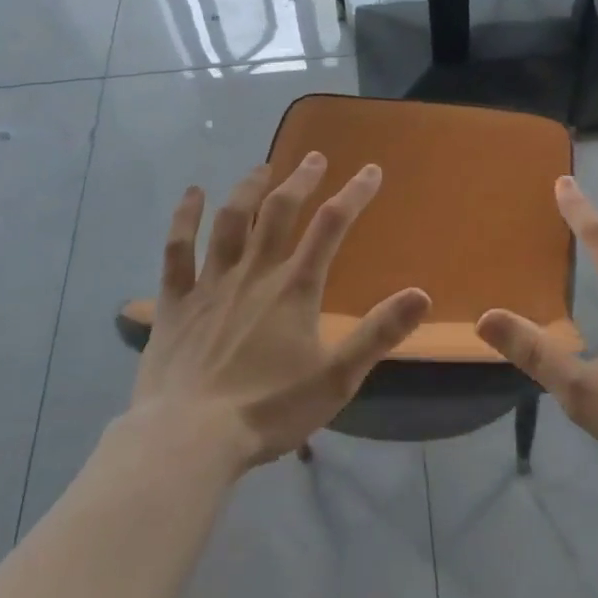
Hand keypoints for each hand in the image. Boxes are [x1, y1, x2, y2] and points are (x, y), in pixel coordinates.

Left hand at [127, 154, 430, 471]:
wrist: (188, 440)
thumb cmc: (268, 410)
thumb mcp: (337, 378)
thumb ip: (378, 334)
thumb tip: (422, 294)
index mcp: (295, 289)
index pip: (331, 226)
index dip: (354, 194)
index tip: (371, 171)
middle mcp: (254, 273)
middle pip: (280, 211)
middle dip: (301, 179)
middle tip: (314, 157)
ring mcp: (211, 283)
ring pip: (231, 221)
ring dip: (249, 188)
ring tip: (263, 167)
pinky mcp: (175, 302)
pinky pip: (178, 250)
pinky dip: (184, 218)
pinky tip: (193, 194)